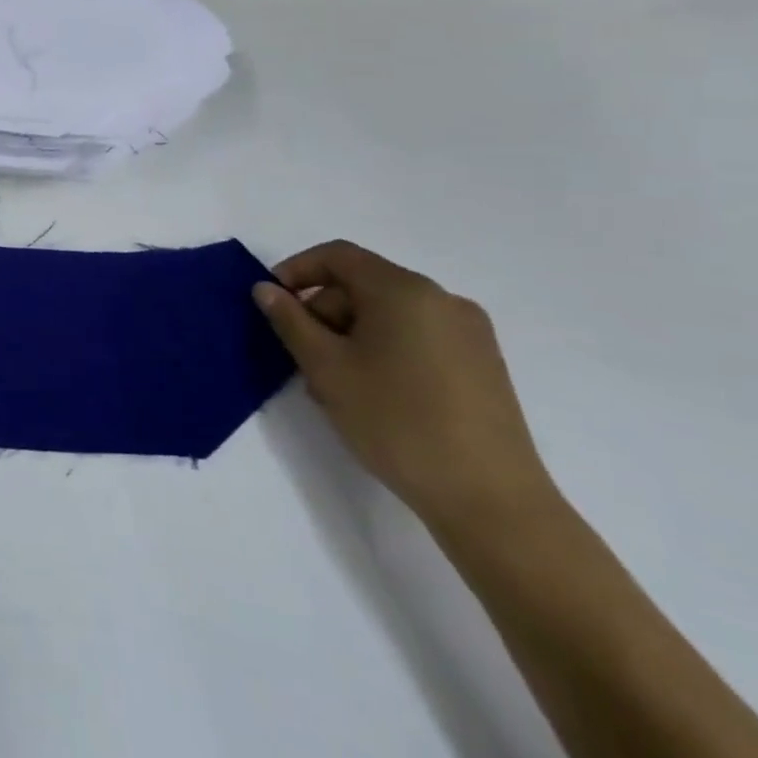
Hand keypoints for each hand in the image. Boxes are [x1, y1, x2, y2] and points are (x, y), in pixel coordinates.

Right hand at [253, 240, 555, 531]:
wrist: (491, 501)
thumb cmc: (396, 421)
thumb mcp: (325, 367)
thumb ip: (290, 320)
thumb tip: (266, 289)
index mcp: (404, 290)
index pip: (338, 256)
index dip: (297, 270)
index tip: (272, 302)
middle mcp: (442, 300)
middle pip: (364, 285)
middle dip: (324, 311)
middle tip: (302, 356)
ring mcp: (469, 334)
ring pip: (389, 314)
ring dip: (351, 335)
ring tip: (335, 383)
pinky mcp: (483, 365)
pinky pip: (417, 336)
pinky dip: (384, 349)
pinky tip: (373, 393)